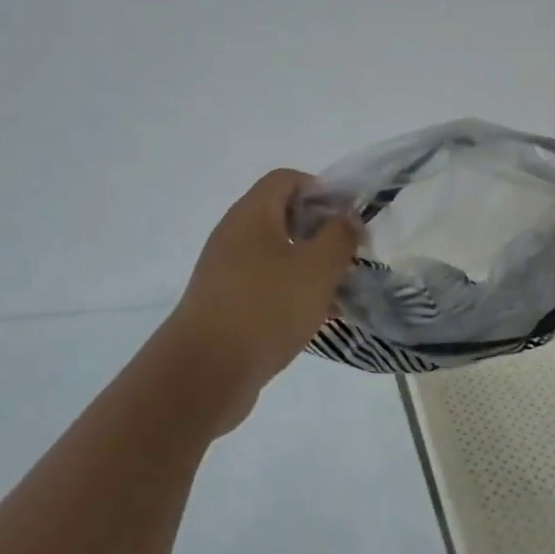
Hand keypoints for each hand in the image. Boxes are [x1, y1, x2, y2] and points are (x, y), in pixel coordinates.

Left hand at [160, 169, 359, 430]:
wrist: (204, 374)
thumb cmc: (265, 308)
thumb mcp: (317, 268)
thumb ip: (339, 236)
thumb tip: (347, 216)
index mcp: (252, 214)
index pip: (286, 179)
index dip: (321, 189)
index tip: (348, 217)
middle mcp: (234, 235)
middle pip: (282, 216)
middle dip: (320, 232)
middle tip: (350, 255)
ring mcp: (226, 271)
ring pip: (276, 255)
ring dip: (309, 266)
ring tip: (341, 290)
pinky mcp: (225, 305)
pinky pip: (265, 286)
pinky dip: (292, 293)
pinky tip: (317, 318)